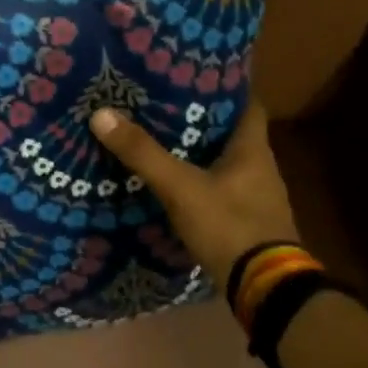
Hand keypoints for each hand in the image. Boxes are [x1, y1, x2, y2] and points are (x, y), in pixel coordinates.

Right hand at [90, 100, 296, 287]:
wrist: (265, 291)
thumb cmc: (229, 226)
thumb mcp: (180, 187)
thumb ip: (143, 153)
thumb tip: (101, 113)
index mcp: (253, 150)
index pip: (247, 104)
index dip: (225, 87)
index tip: (194, 76)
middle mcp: (261, 169)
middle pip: (232, 134)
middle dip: (202, 120)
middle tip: (164, 105)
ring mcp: (257, 199)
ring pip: (227, 163)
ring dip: (201, 153)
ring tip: (163, 141)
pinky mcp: (248, 224)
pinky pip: (222, 190)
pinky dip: (202, 183)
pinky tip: (176, 185)